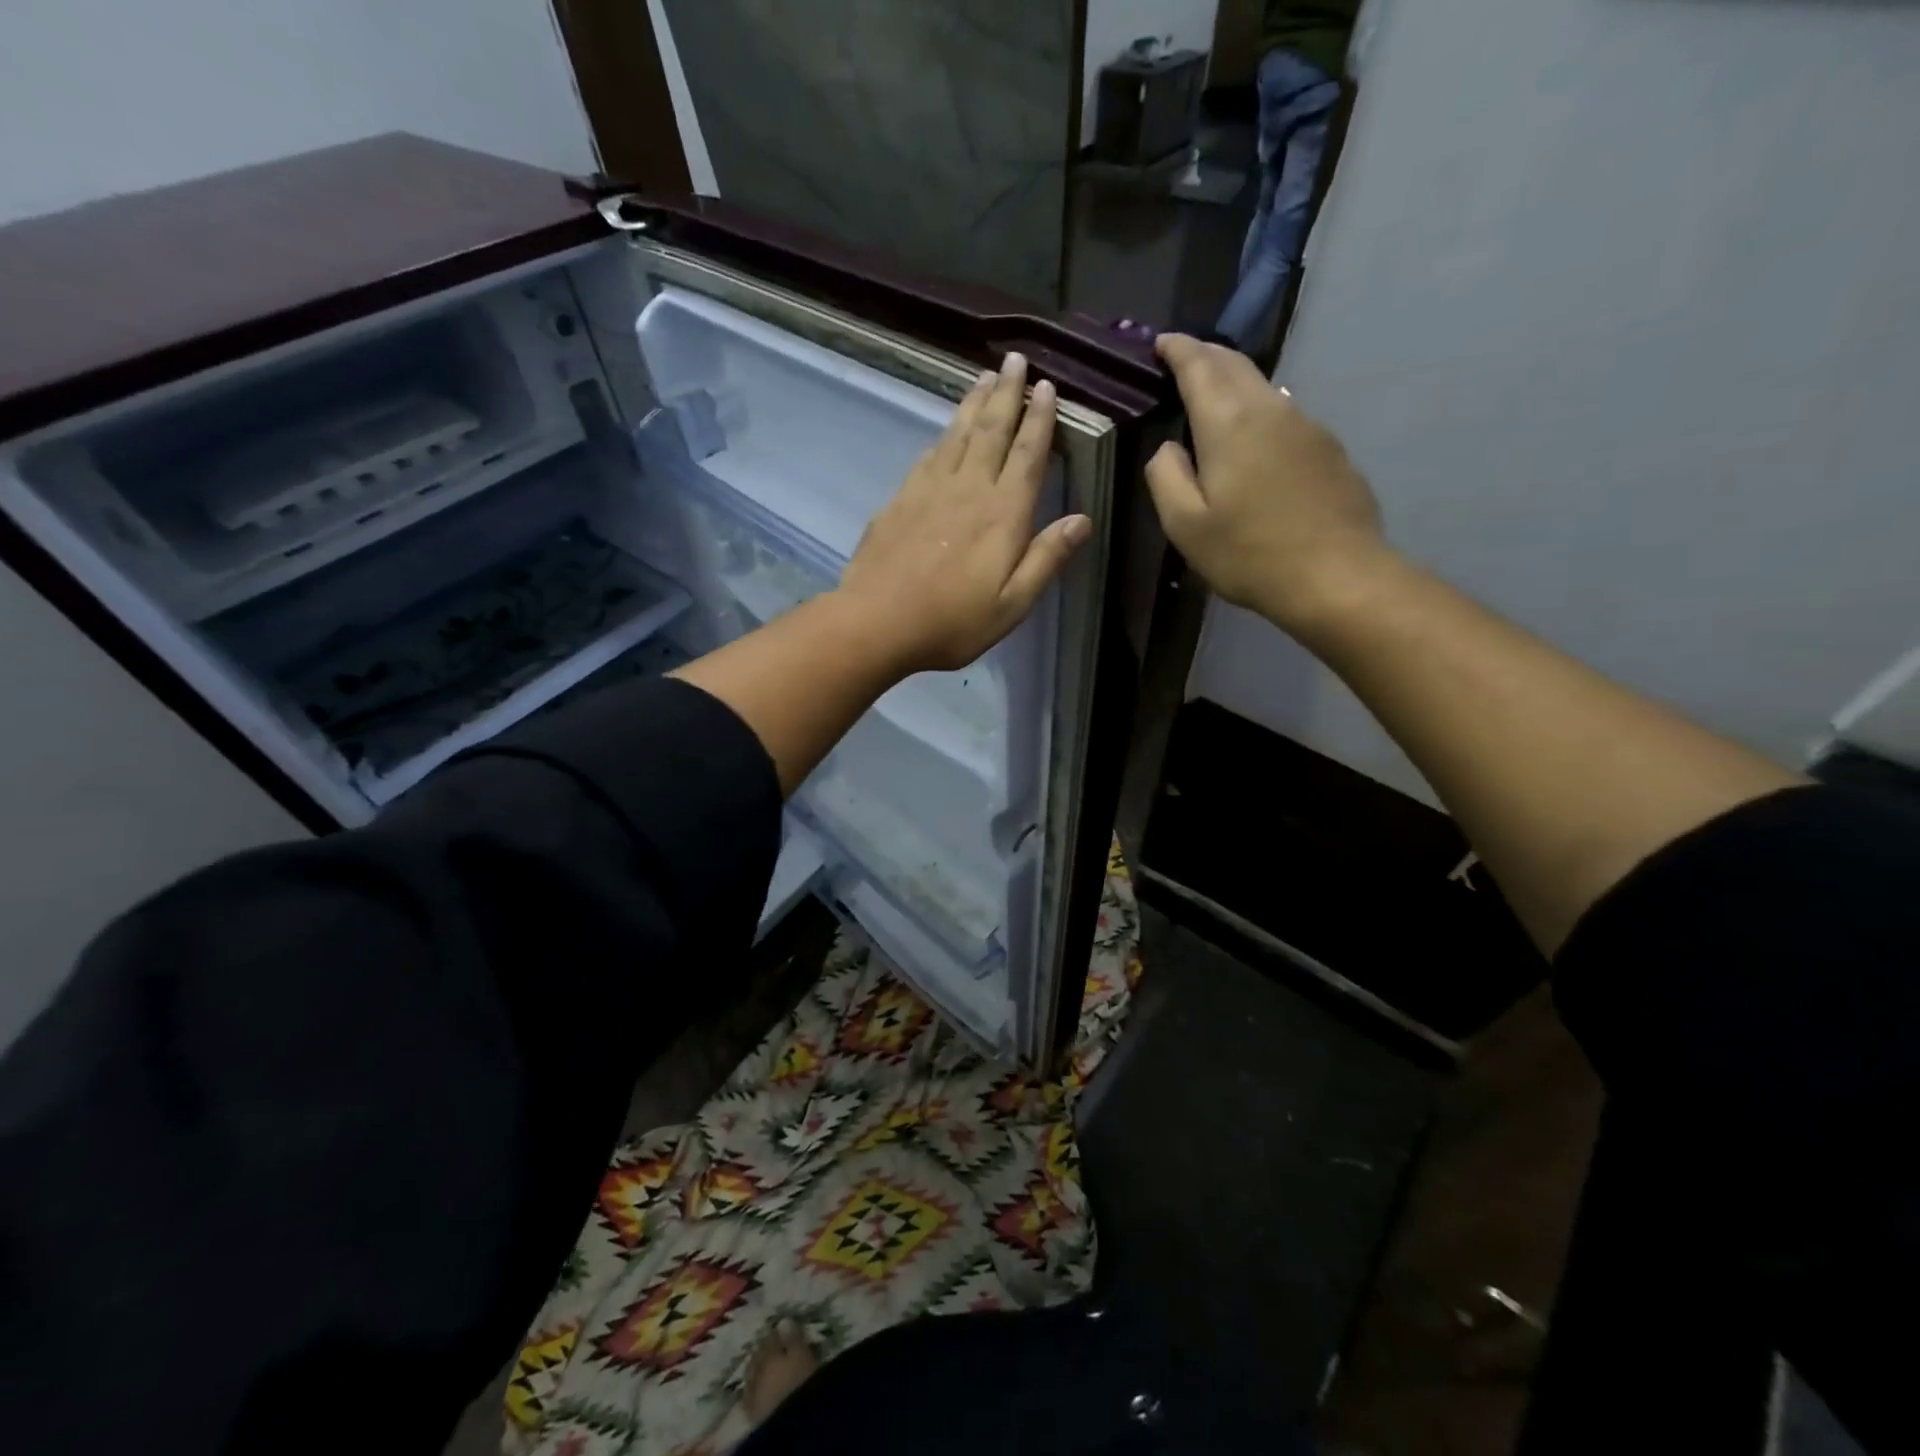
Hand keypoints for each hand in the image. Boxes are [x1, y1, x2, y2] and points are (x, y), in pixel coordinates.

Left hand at [839, 353, 1091, 673]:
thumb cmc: (952, 622)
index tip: (1046, 386)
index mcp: (1003, 514)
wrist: (876, 622)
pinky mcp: (899, 500)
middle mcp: (968, 489)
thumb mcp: (1013, 603)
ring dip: (973, 404)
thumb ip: (1046, 558)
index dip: (1040, 419)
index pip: (1027, 454)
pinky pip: (928, 456)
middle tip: (1014, 359)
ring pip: (957, 435)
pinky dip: (942, 436)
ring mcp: (928, 490)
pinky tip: (945, 432)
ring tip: (984, 378)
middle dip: (1007, 393)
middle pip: (991, 430)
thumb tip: (1082, 520)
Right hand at [1146, 334, 1387, 631]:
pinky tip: (1253, 439)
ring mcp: (1308, 425)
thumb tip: (1168, 448)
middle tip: (1182, 359)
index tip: (1161, 342)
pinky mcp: (1329, 448)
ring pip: (1264, 387)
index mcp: (1230, 423)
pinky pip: (1286, 414)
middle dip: (1206, 355)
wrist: (1337, 576)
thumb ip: (1165, 477)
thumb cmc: (1249, 554)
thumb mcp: (1185, 525)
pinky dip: (1260, 411)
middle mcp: (1272, 409)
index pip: (1200, 366)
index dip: (1178, 349)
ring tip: (1213, 397)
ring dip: (1234, 382)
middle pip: (1236, 365)